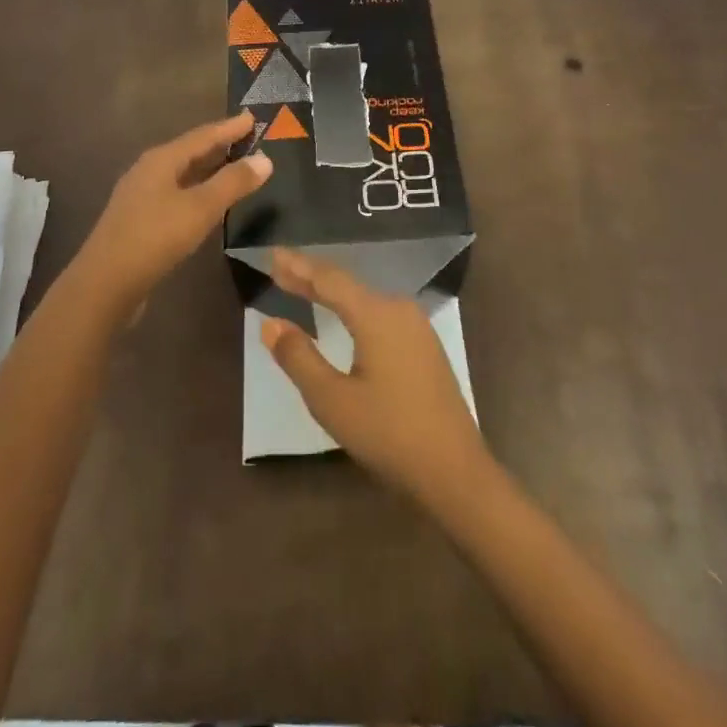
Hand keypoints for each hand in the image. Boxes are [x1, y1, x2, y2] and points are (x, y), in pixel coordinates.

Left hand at [71, 113, 272, 316]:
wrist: (105, 284)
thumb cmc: (155, 237)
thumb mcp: (200, 208)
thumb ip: (233, 182)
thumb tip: (265, 158)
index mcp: (161, 159)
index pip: (203, 135)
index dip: (229, 127)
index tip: (252, 117)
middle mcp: (148, 170)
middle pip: (190, 151)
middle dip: (219, 145)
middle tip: (248, 139)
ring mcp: (140, 195)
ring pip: (182, 174)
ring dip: (208, 169)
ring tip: (233, 166)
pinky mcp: (139, 220)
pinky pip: (176, 193)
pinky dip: (197, 190)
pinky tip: (207, 202)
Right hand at [260, 249, 491, 506]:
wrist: (456, 473)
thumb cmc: (389, 434)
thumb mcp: (332, 400)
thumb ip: (299, 358)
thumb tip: (271, 323)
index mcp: (376, 314)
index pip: (329, 279)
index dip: (298, 266)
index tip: (273, 253)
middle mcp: (398, 309)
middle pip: (347, 284)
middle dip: (311, 277)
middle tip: (279, 268)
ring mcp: (417, 327)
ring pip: (364, 298)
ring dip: (332, 293)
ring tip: (302, 286)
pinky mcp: (424, 346)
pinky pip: (380, 314)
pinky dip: (352, 309)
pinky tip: (343, 315)